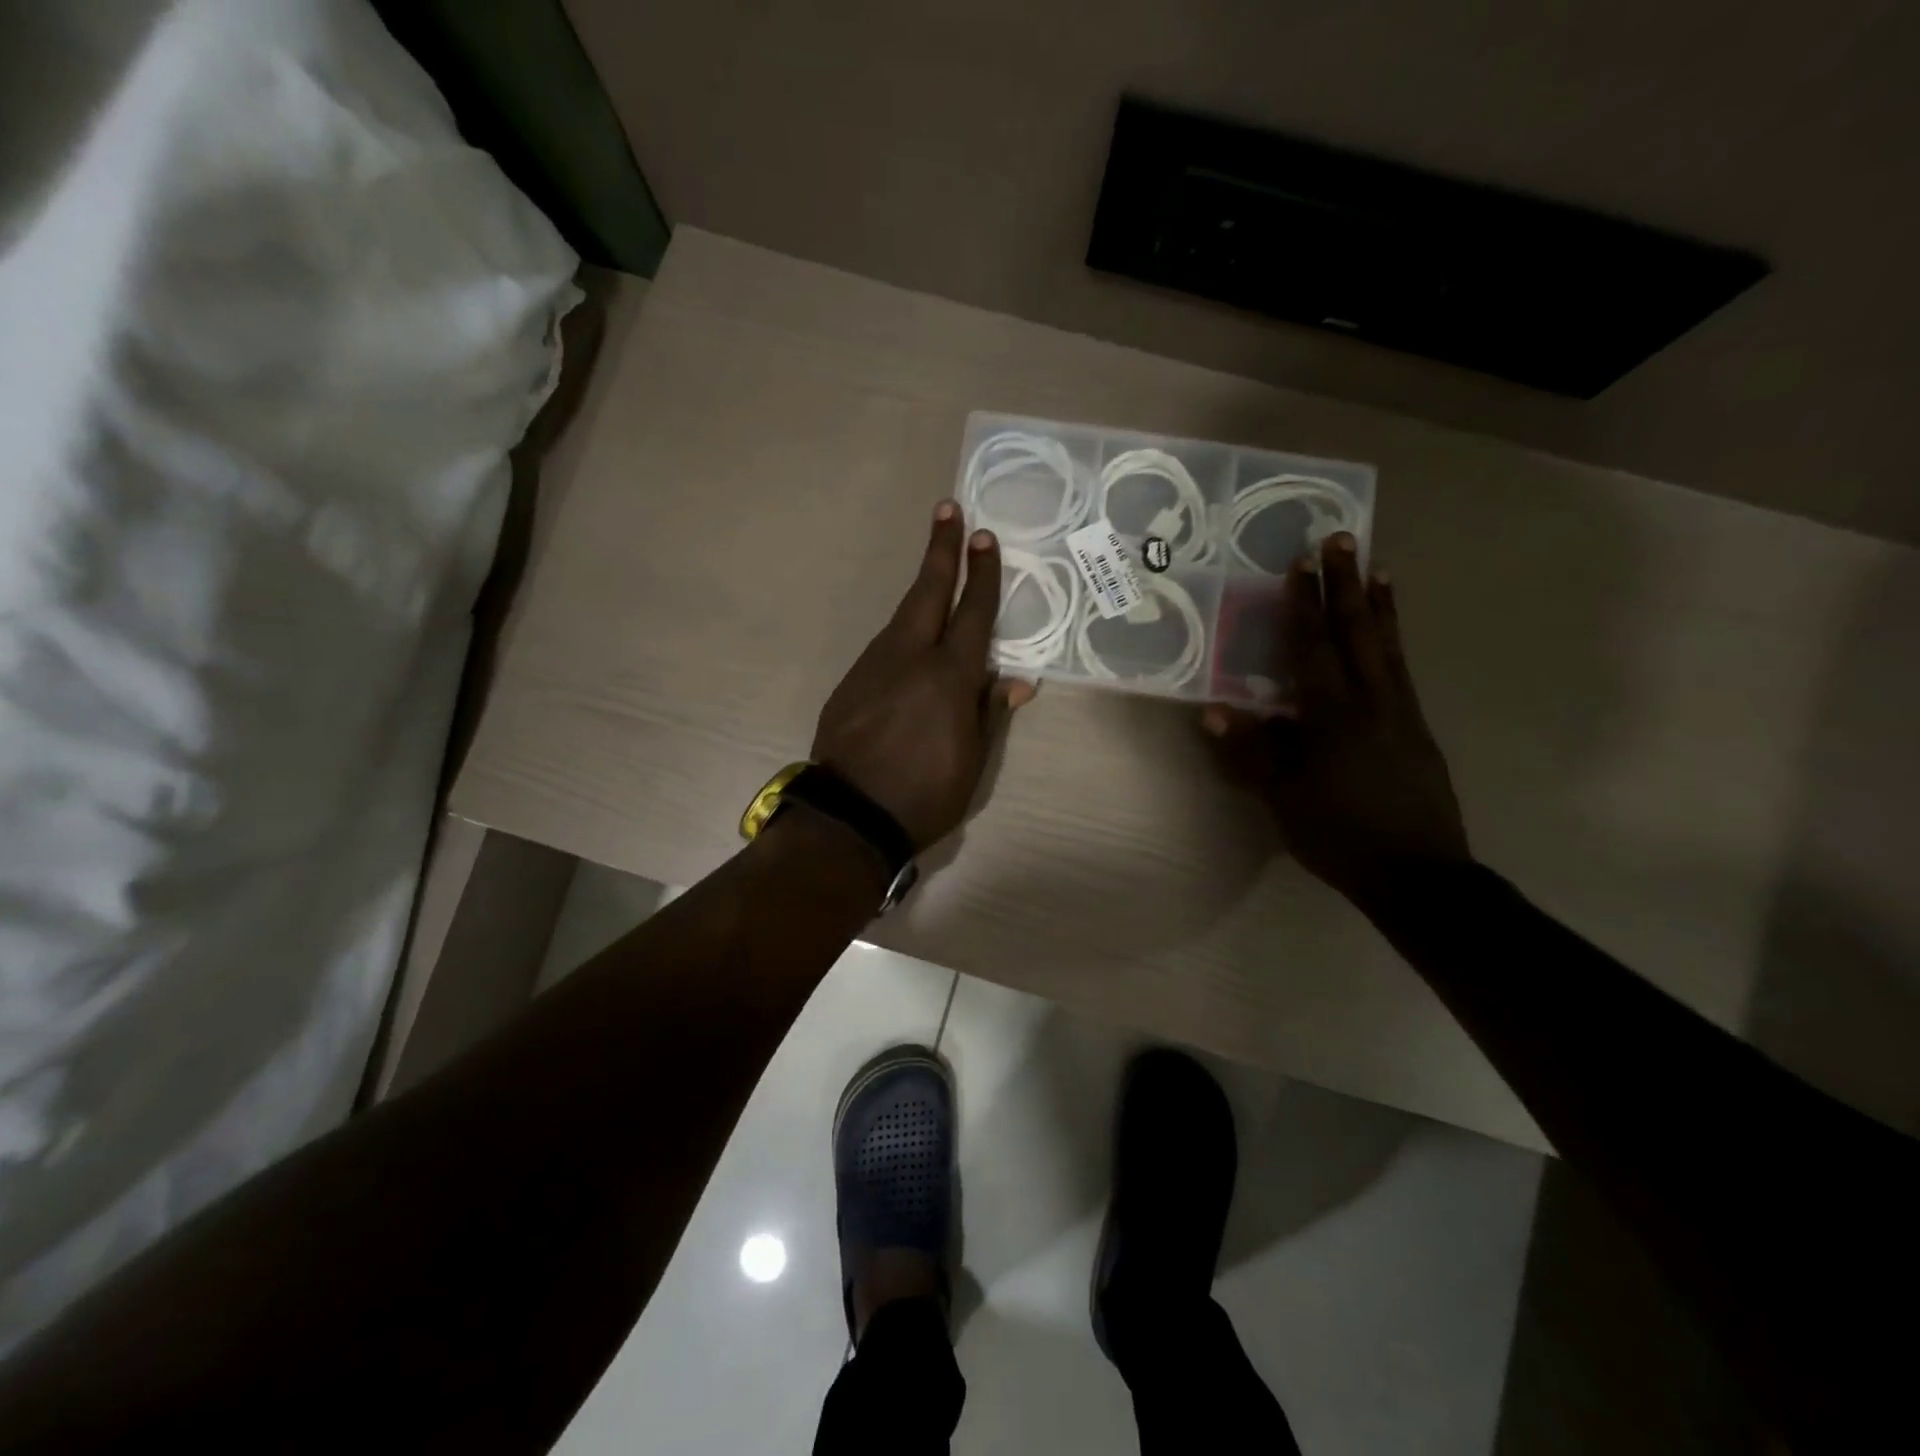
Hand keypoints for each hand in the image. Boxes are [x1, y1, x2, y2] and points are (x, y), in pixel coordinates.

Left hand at [813, 501, 1033, 849]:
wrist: (850, 815)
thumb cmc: (926, 794)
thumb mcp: (974, 761)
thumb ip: (991, 713)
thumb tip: (1018, 682)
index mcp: (950, 676)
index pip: (973, 613)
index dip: (982, 575)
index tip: (985, 537)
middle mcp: (911, 658)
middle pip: (928, 591)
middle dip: (941, 549)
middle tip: (948, 509)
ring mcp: (875, 666)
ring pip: (903, 616)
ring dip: (922, 589)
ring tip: (936, 570)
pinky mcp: (851, 681)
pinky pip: (885, 645)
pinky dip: (903, 631)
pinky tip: (910, 641)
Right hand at [1203, 534, 1468, 911]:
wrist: (1418, 874)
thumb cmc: (1339, 835)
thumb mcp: (1284, 798)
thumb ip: (1252, 752)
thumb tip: (1213, 710)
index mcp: (1333, 716)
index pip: (1313, 648)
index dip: (1304, 604)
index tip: (1302, 561)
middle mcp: (1373, 703)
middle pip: (1358, 633)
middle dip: (1347, 584)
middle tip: (1345, 538)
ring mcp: (1402, 714)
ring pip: (1390, 647)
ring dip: (1380, 606)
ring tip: (1380, 568)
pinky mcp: (1418, 731)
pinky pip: (1403, 672)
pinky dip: (1396, 643)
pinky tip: (1391, 639)